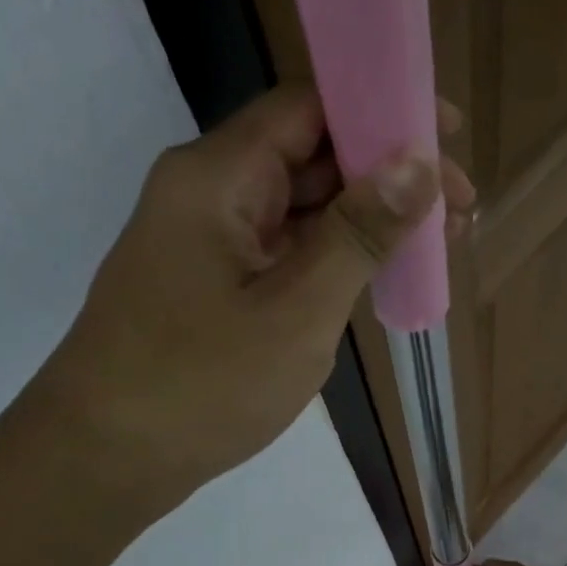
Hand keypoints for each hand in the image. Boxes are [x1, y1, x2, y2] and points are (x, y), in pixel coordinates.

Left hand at [32, 85, 475, 503]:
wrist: (106, 458)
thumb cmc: (202, 385)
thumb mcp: (297, 312)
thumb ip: (358, 235)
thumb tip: (419, 164)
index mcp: (218, 177)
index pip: (310, 107)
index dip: (383, 111)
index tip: (451, 137)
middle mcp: (209, 192)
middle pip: (309, 155)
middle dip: (387, 174)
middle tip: (460, 210)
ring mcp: (208, 241)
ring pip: (300, 208)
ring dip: (365, 220)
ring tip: (435, 244)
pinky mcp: (212, 284)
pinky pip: (283, 251)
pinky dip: (333, 258)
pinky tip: (377, 276)